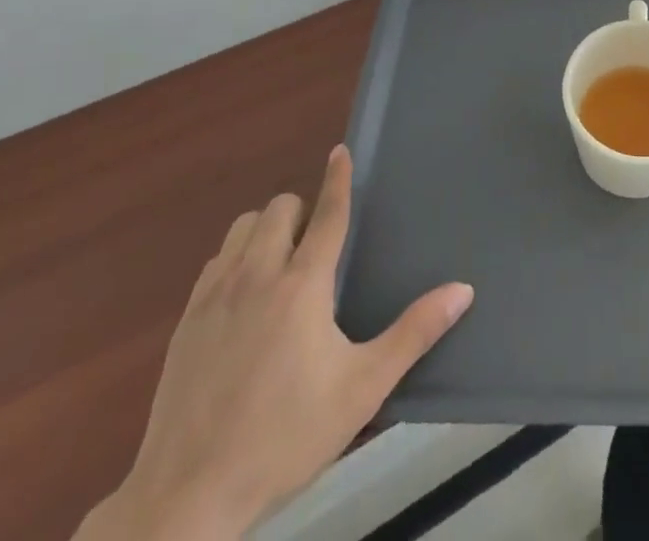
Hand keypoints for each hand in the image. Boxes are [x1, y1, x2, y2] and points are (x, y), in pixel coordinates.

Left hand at [82, 147, 472, 540]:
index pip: (327, 213)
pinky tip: (244, 293)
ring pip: (242, 228)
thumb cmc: (285, 437)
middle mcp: (258, 275)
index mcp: (302, 284)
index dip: (338, 178)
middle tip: (317, 242)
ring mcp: (216, 295)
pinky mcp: (186, 321)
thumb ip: (414, 333)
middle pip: (279, 209)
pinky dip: (235, 257)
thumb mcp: (362, 389)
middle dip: (301, 210)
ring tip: (281, 260)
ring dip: (265, 229)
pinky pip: (215, 261)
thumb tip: (462, 290)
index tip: (340, 150)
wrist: (188, 497)